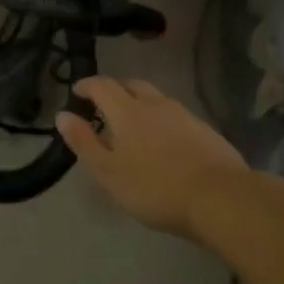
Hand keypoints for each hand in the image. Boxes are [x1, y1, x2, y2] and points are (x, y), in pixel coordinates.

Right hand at [55, 77, 251, 235]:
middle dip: (114, 89)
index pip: (102, 85)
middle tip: (103, 106)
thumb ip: (84, 142)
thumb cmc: (155, 187)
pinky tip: (163, 140)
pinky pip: (174, 114)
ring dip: (138, 102)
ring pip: (154, 98)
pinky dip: (160, 118)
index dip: (86, 85)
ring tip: (132, 124)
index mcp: (126, 110)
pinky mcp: (204, 130)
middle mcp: (154, 103)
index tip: (76, 92)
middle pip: (130, 84)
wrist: (221, 198)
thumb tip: (62, 115)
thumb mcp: (108, 171)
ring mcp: (183, 114)